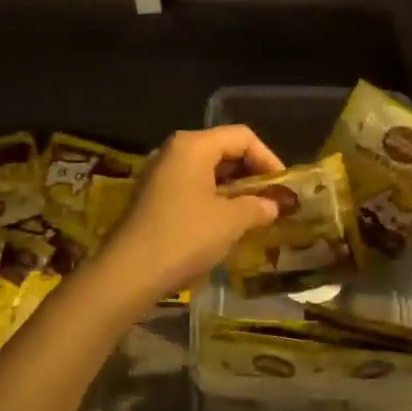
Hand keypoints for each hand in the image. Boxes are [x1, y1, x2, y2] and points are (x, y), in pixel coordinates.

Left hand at [97, 126, 285, 299]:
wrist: (128, 273)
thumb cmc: (184, 237)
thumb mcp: (230, 221)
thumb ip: (257, 206)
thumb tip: (273, 205)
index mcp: (193, 145)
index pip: (242, 137)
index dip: (268, 159)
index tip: (283, 187)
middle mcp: (175, 151)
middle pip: (224, 150)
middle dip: (252, 174)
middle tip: (273, 201)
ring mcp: (161, 174)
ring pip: (208, 171)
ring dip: (234, 189)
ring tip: (255, 214)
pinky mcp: (154, 198)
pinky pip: (193, 188)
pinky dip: (214, 200)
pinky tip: (227, 224)